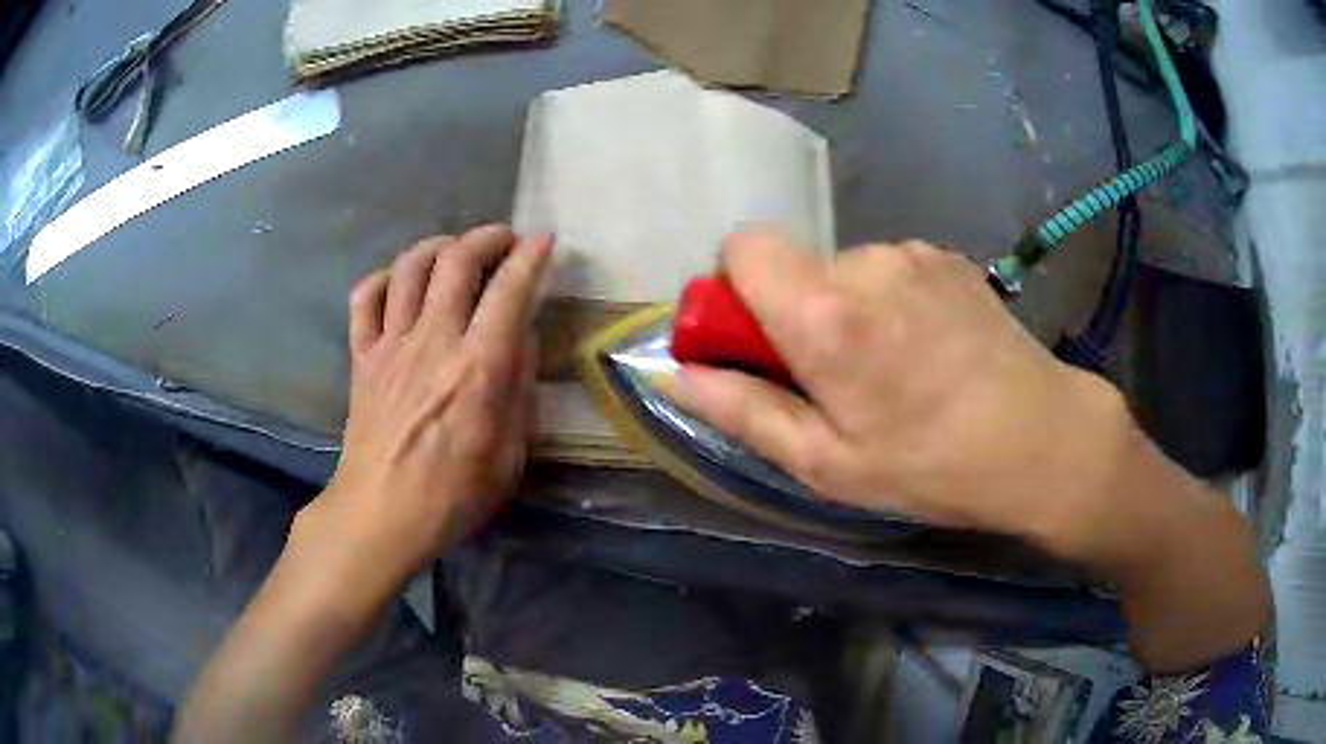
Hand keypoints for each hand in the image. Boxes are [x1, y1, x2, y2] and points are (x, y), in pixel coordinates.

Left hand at [296, 225, 551, 595]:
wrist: (380, 514)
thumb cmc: (452, 496)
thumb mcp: (510, 456)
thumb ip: (519, 390)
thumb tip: (521, 337)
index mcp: (478, 368)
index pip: (509, 290)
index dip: (531, 257)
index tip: (544, 241)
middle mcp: (433, 341)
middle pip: (457, 260)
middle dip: (487, 237)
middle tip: (504, 240)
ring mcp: (391, 344)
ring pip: (411, 266)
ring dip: (439, 246)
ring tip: (455, 252)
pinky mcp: (362, 356)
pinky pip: (366, 297)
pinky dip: (385, 278)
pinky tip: (401, 284)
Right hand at [670, 229, 1268, 672]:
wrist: (1041, 439)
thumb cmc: (930, 465)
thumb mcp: (825, 463)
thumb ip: (742, 410)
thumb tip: (675, 374)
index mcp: (824, 311)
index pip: (742, 246)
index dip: (738, 291)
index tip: (763, 343)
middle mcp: (865, 261)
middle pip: (795, 264)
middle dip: (797, 312)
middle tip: (839, 378)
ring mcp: (913, 252)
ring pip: (845, 268)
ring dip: (848, 308)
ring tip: (894, 369)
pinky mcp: (947, 256)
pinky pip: (890, 269)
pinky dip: (890, 301)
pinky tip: (929, 349)